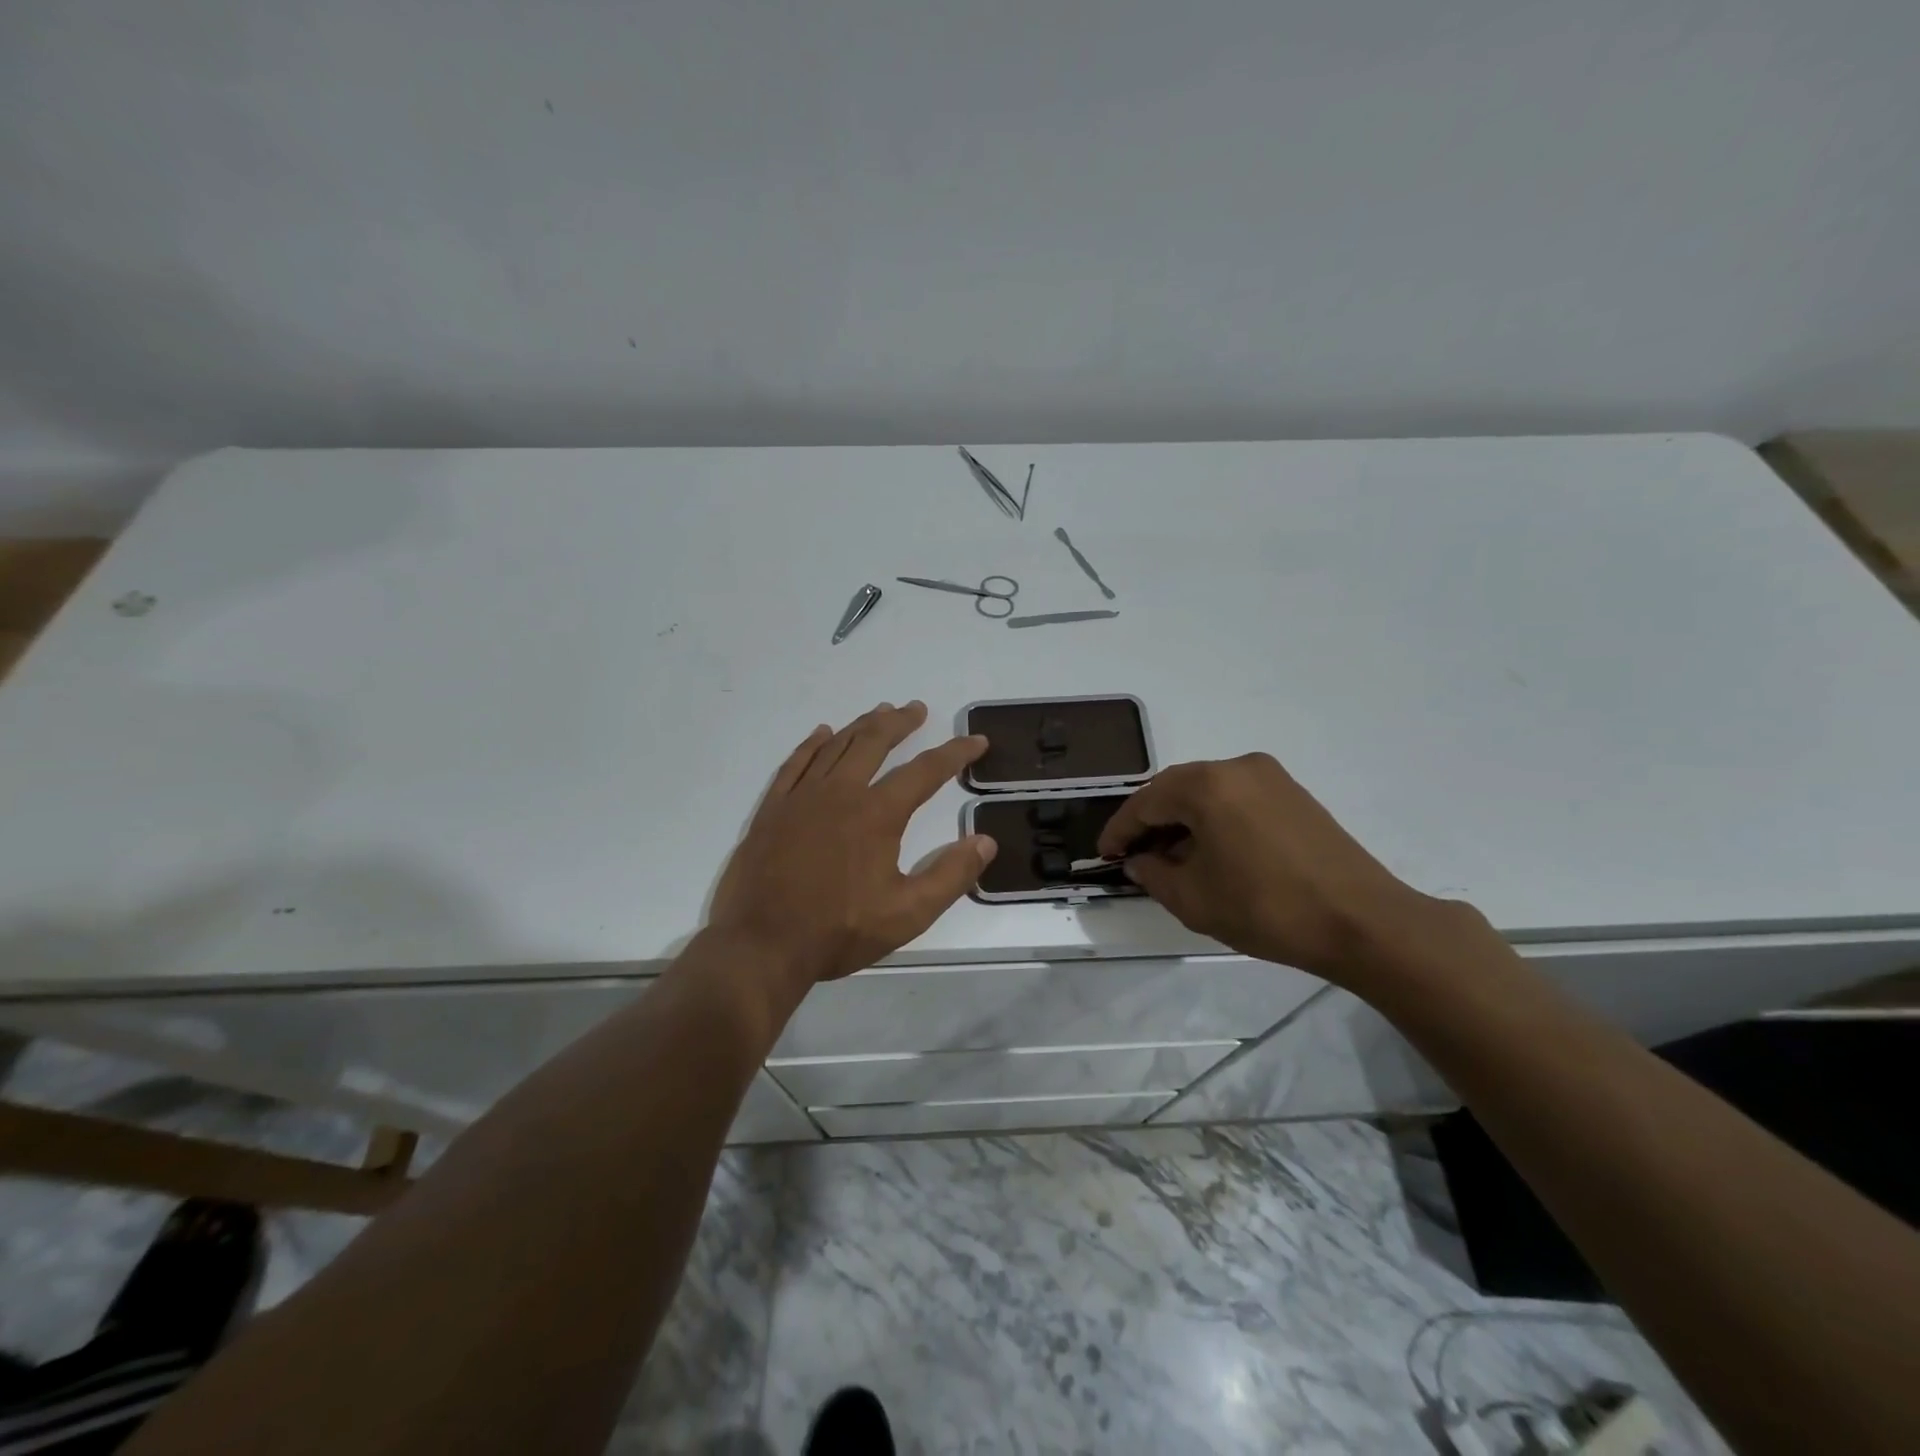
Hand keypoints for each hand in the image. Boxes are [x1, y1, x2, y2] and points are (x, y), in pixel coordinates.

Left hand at [708, 701, 996, 993]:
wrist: (762, 944)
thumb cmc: (838, 931)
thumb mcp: (908, 913)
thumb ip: (951, 875)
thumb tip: (986, 841)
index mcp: (877, 814)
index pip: (925, 771)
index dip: (955, 753)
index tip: (976, 741)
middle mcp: (840, 793)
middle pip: (874, 742)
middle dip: (900, 722)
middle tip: (917, 709)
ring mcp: (801, 797)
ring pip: (836, 746)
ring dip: (861, 726)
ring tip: (880, 712)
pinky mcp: (773, 809)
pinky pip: (795, 763)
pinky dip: (812, 744)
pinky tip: (822, 734)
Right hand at [1096, 753, 1445, 979]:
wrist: (1362, 922)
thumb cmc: (1267, 908)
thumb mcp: (1193, 899)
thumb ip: (1153, 874)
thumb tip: (1140, 861)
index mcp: (1206, 785)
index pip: (1145, 802)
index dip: (1120, 831)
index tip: (1105, 856)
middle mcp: (1236, 766)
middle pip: (1175, 790)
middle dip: (1151, 822)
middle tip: (1135, 856)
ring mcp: (1270, 776)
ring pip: (1207, 792)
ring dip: (1183, 820)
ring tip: (1172, 858)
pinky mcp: (1293, 793)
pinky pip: (1236, 797)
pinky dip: (1214, 819)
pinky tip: (1212, 851)